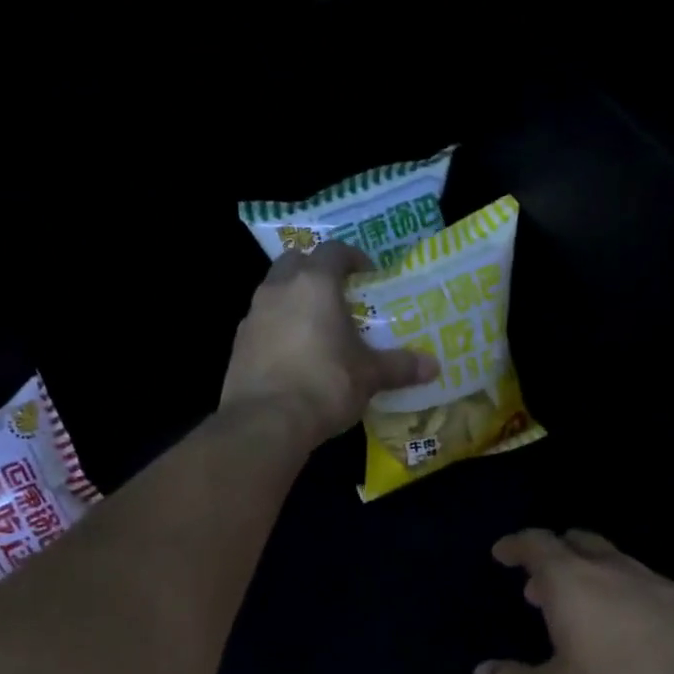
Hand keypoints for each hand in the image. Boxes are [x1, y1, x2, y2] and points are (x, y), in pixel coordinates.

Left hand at [222, 242, 438, 446]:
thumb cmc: (325, 385)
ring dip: (294, 300)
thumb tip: (434, 366)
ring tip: (318, 327)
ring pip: (274, 291)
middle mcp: (278, 289)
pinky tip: (294, 355)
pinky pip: (262, 323)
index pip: (333, 251)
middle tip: (339, 295)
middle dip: (316, 271)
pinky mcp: (238, 344)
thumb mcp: (370, 376)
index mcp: (314, 284)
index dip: (352, 257)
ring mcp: (252, 316)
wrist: (266, 422)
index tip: (368, 274)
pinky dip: (278, 328)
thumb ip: (400, 366)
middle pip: (296, 262)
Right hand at [475, 529, 673, 673]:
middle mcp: (613, 571)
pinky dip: (626, 597)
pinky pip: (646, 586)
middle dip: (553, 555)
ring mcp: (658, 583)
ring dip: (589, 576)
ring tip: (582, 612)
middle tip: (539, 585)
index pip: (537, 544)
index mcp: (573, 583)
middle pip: (577, 542)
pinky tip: (633, 634)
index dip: (516, 545)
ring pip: (614, 562)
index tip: (502, 553)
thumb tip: (482, 673)